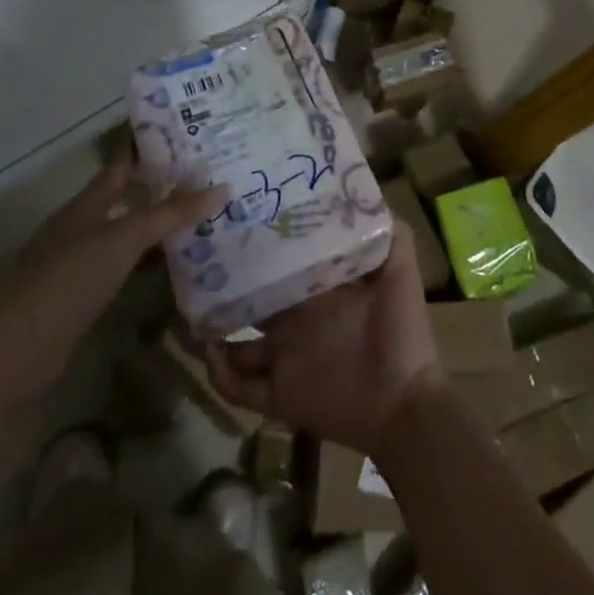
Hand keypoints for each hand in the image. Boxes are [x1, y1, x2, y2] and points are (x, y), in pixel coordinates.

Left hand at [0, 153, 227, 404]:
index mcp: (86, 204)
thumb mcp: (122, 241)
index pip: (122, 163)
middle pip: (128, 198)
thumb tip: (222, 189)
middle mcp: (81, 227)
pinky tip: (175, 266)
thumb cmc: (66, 282)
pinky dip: (149, 262)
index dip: (150, 145)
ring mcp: (79, 264)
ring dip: (160, 226)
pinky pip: (124, 268)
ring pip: (128, 234)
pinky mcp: (81, 299)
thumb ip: (169, 215)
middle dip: (164, 186)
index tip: (188, 131)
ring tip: (204, 217)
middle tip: (211, 176)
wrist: (12, 357)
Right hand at [203, 239, 442, 456]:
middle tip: (199, 263)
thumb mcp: (400, 272)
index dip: (261, 247)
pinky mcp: (280, 395)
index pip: (281, 265)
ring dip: (212, 333)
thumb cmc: (402, 332)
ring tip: (188, 313)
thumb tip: (366, 191)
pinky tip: (210, 353)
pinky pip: (240, 390)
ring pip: (236, 346)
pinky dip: (220, 376)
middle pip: (251, 301)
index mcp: (317, 291)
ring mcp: (285, 358)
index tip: (237, 223)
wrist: (405, 403)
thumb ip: (391, 233)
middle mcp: (295, 320)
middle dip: (226, 286)